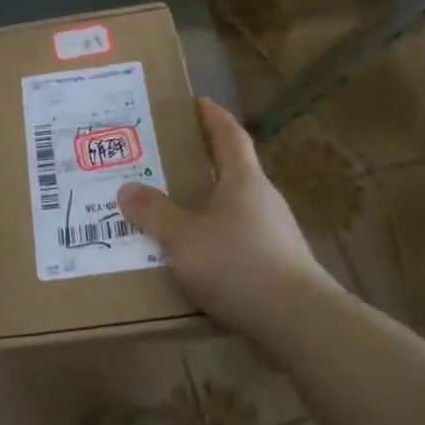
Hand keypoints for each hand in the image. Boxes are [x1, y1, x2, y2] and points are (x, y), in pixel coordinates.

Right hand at [117, 97, 340, 341]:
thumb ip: (154, 213)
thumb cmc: (238, 264)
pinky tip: (191, 260)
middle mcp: (262, 200)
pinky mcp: (275, 267)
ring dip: (204, 206)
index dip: (212, 116)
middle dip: (200, 162)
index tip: (196, 101)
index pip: (230, 135)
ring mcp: (273, 235)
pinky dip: (213, 242)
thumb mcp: (183, 237)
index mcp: (244, 180)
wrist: (298, 323)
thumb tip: (126, 189)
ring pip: (232, 210)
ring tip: (169, 212)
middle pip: (231, 171)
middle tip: (164, 159)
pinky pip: (236, 243)